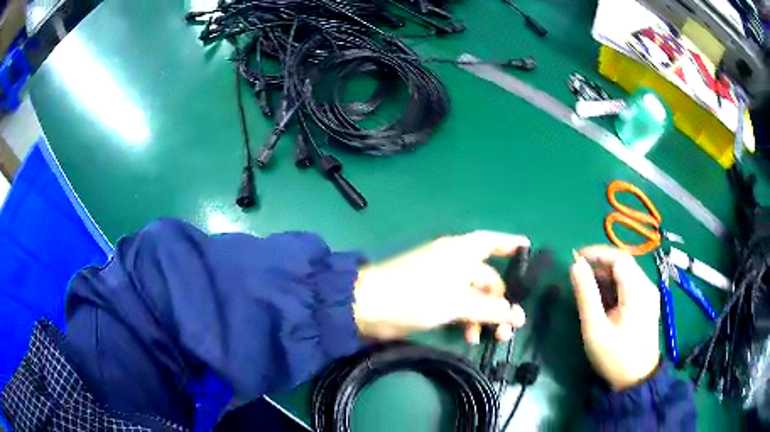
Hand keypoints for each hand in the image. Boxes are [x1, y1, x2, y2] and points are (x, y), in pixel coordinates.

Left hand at [353, 231, 527, 342]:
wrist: (370, 307)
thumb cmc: (418, 295)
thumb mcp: (459, 302)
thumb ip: (491, 310)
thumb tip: (519, 316)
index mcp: (461, 251)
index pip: (491, 241)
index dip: (510, 244)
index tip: (528, 248)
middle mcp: (454, 262)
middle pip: (487, 278)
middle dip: (500, 303)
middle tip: (509, 328)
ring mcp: (442, 280)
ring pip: (475, 296)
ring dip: (485, 316)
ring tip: (490, 338)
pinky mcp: (432, 297)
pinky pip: (460, 306)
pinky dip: (468, 319)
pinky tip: (468, 336)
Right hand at [570, 245, 660, 389]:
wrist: (636, 379)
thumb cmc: (615, 356)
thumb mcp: (595, 329)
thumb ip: (586, 295)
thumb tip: (575, 265)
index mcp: (637, 290)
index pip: (618, 257)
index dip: (596, 253)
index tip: (575, 257)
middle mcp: (647, 286)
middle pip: (624, 263)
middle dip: (600, 264)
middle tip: (579, 275)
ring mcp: (649, 294)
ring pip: (627, 273)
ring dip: (606, 276)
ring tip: (588, 289)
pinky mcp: (648, 303)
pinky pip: (630, 285)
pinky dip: (615, 286)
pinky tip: (603, 300)